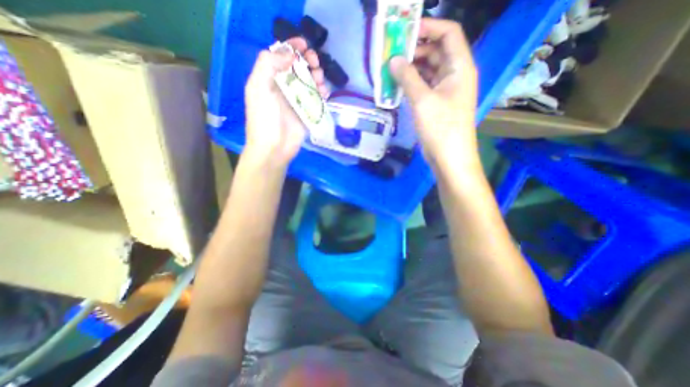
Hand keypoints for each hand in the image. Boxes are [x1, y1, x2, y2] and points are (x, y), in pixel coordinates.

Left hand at [242, 36, 327, 167]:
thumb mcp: (258, 89)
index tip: (304, 44)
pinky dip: (322, 94)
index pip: (281, 57)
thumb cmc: (264, 120)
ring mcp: (296, 101)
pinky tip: (324, 93)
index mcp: (269, 79)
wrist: (274, 148)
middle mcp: (283, 88)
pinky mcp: (307, 113)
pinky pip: (317, 99)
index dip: (292, 48)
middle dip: (308, 62)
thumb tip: (288, 54)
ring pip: (309, 83)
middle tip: (315, 64)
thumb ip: (268, 65)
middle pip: (298, 68)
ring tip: (320, 80)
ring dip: (317, 77)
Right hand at [387, 18, 481, 170]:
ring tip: (390, 68)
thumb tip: (393, 60)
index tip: (404, 30)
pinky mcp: (436, 104)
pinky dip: (412, 83)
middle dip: (415, 49)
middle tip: (391, 52)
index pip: (448, 33)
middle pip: (436, 51)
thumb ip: (408, 78)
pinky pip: (424, 86)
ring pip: (428, 70)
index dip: (429, 27)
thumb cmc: (440, 128)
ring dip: (411, 68)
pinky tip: (397, 85)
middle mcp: (455, 75)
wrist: (449, 157)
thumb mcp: (423, 100)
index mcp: (460, 67)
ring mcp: (445, 90)